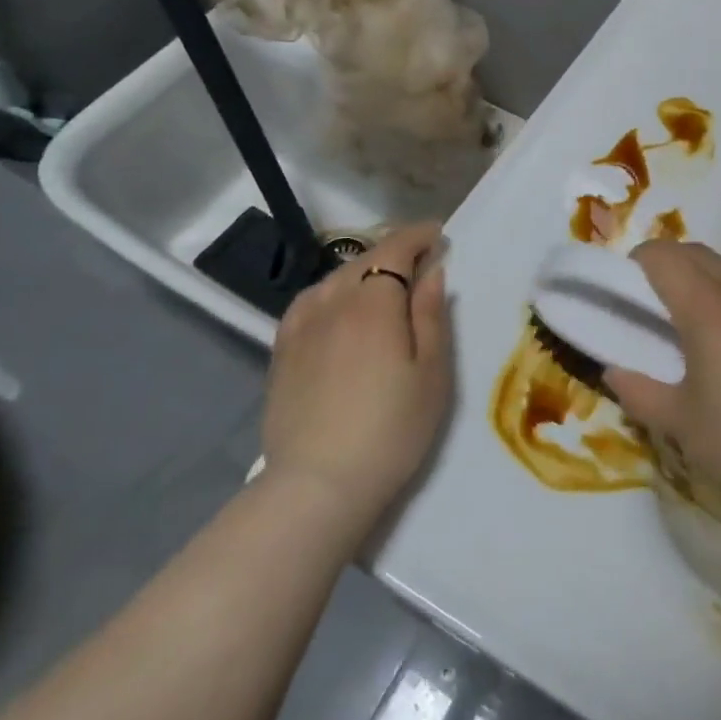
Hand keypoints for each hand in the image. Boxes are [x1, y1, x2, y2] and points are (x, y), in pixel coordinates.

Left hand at [259, 222, 451, 526]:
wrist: (318, 485)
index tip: (438, 234)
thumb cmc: (392, 429)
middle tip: (420, 258)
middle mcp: (333, 301)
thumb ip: (431, 315)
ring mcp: (302, 325)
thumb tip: (431, 271)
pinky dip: (331, 291)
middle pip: (365, 259)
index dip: (418, 236)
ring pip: (336, 278)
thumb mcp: (432, 373)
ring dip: (364, 270)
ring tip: (384, 282)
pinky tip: (338, 306)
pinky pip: (310, 301)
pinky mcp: (282, 350)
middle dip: (395, 250)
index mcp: (374, 302)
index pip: (395, 249)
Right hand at [602, 241, 720, 514]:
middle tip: (653, 301)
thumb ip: (637, 392)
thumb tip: (613, 371)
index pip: (663, 257)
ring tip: (694, 313)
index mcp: (706, 308)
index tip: (627, 288)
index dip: (638, 262)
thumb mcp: (679, 423)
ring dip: (702, 272)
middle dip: (667, 263)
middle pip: (695, 252)